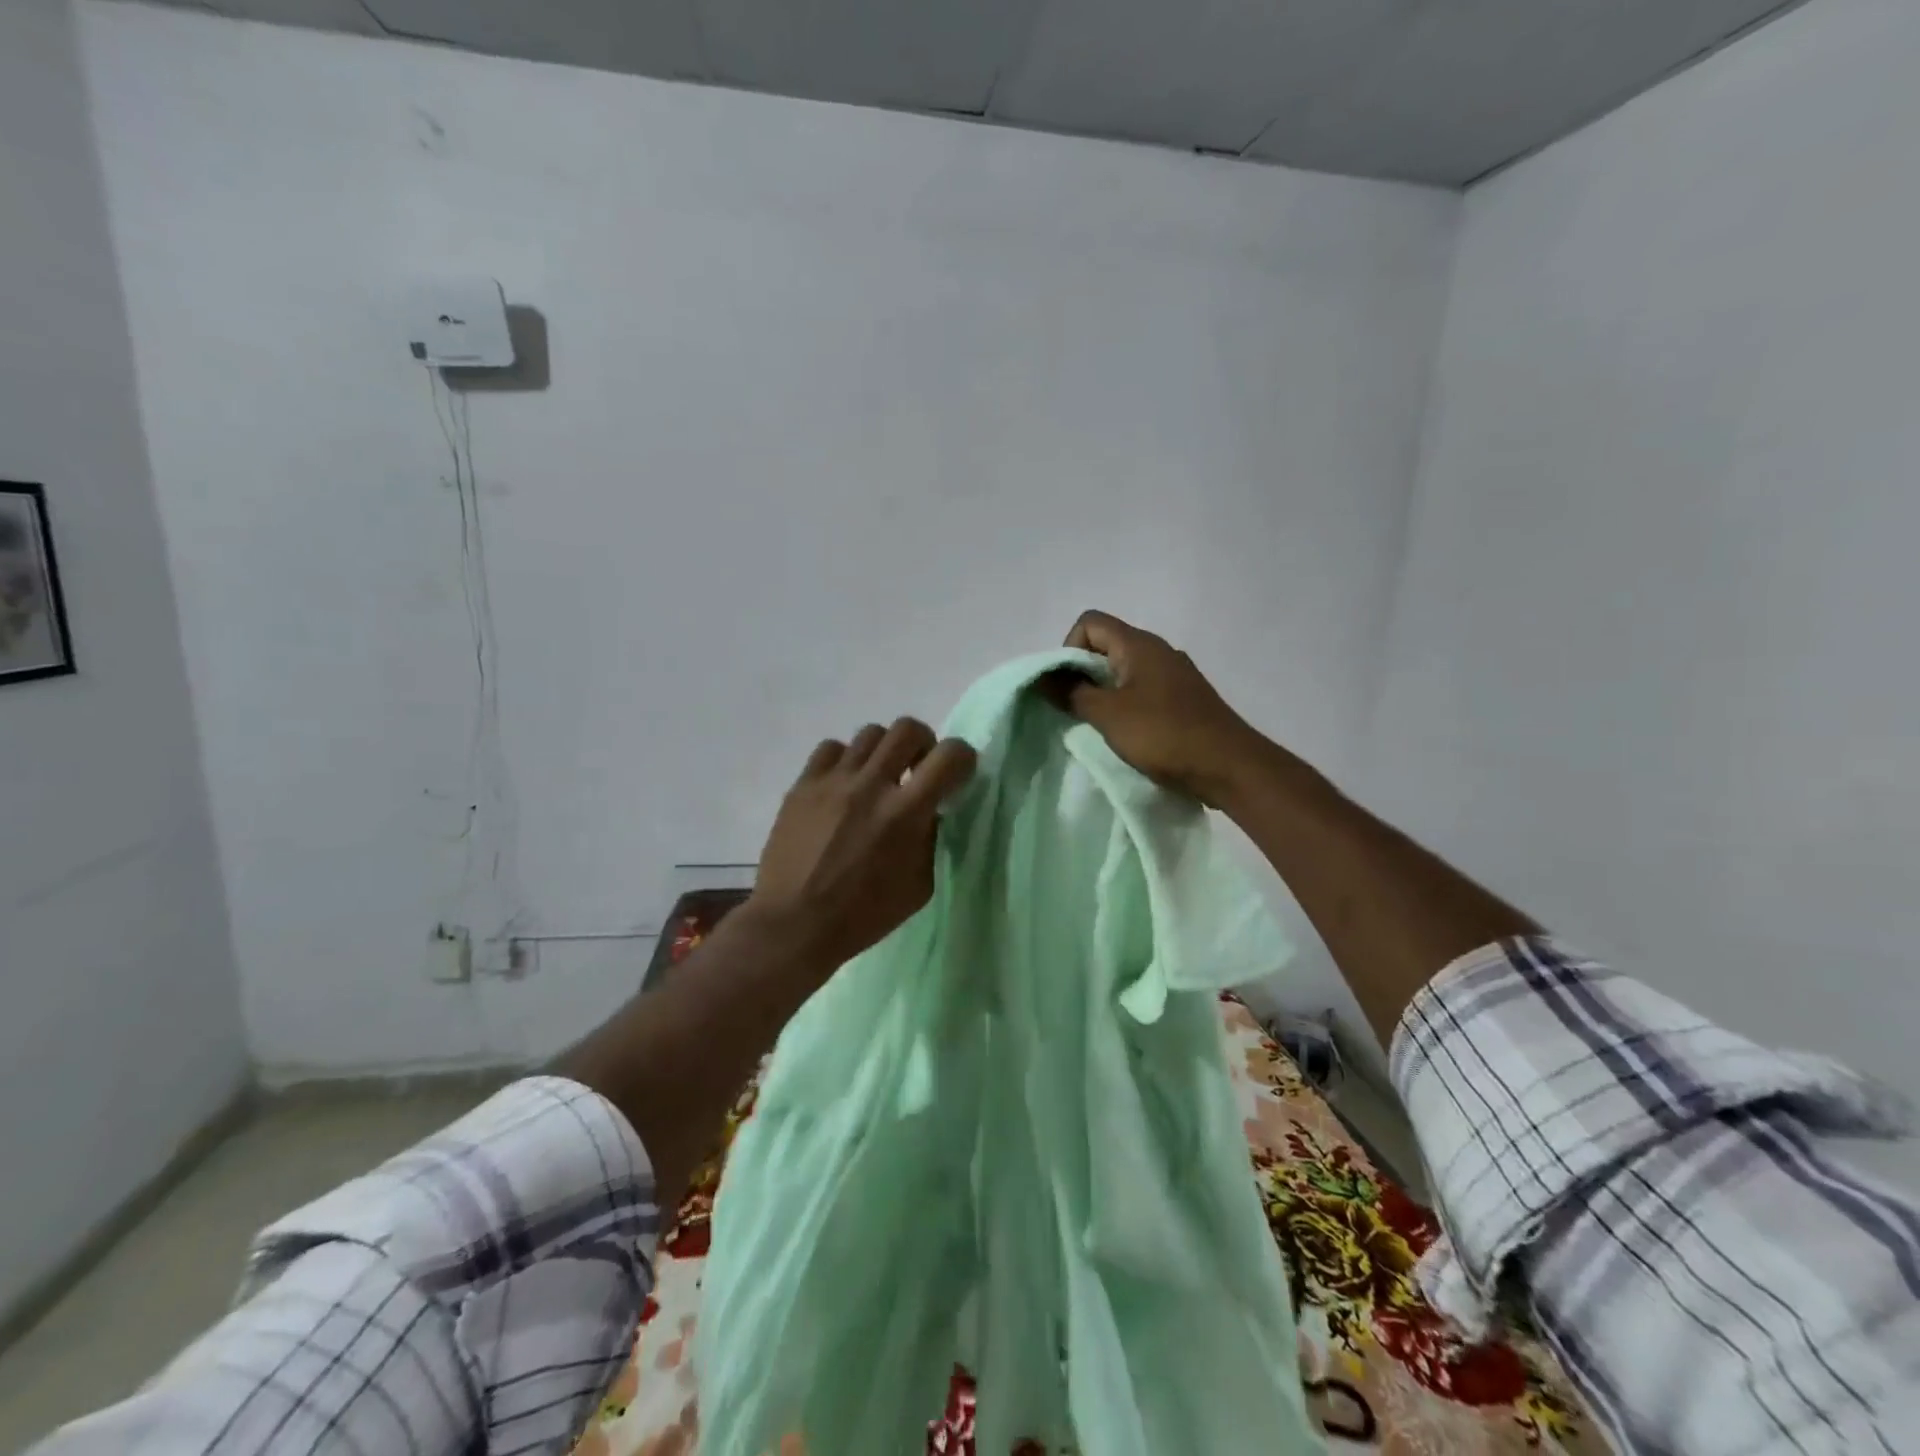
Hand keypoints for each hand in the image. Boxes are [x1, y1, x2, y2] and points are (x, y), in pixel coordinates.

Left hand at [746, 718, 977, 970]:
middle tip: (917, 769)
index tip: (956, 775)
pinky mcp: (803, 785)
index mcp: (905, 813)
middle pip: (908, 728)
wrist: (794, 924)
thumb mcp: (920, 885)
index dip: (963, 758)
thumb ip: (931, 838)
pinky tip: (843, 786)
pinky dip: (845, 761)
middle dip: (923, 743)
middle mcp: (871, 785)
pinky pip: (831, 748)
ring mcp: (833, 781)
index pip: (950, 755)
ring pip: (869, 733)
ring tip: (877, 778)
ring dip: (884, 752)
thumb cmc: (864, 915)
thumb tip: (930, 809)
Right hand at [1054, 610, 1267, 806]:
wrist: (1229, 767)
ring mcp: (1174, 674)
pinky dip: (1126, 705)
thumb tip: (1045, 677)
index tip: (1068, 685)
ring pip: (1124, 670)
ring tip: (1100, 725)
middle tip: (1077, 709)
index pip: (1090, 622)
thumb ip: (1072, 693)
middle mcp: (1158, 650)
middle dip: (1083, 673)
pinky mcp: (1184, 698)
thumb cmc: (1164, 735)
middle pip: (1106, 645)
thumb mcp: (1108, 715)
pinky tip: (1128, 734)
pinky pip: (1143, 690)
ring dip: (1104, 692)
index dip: (1069, 648)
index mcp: (1139, 644)